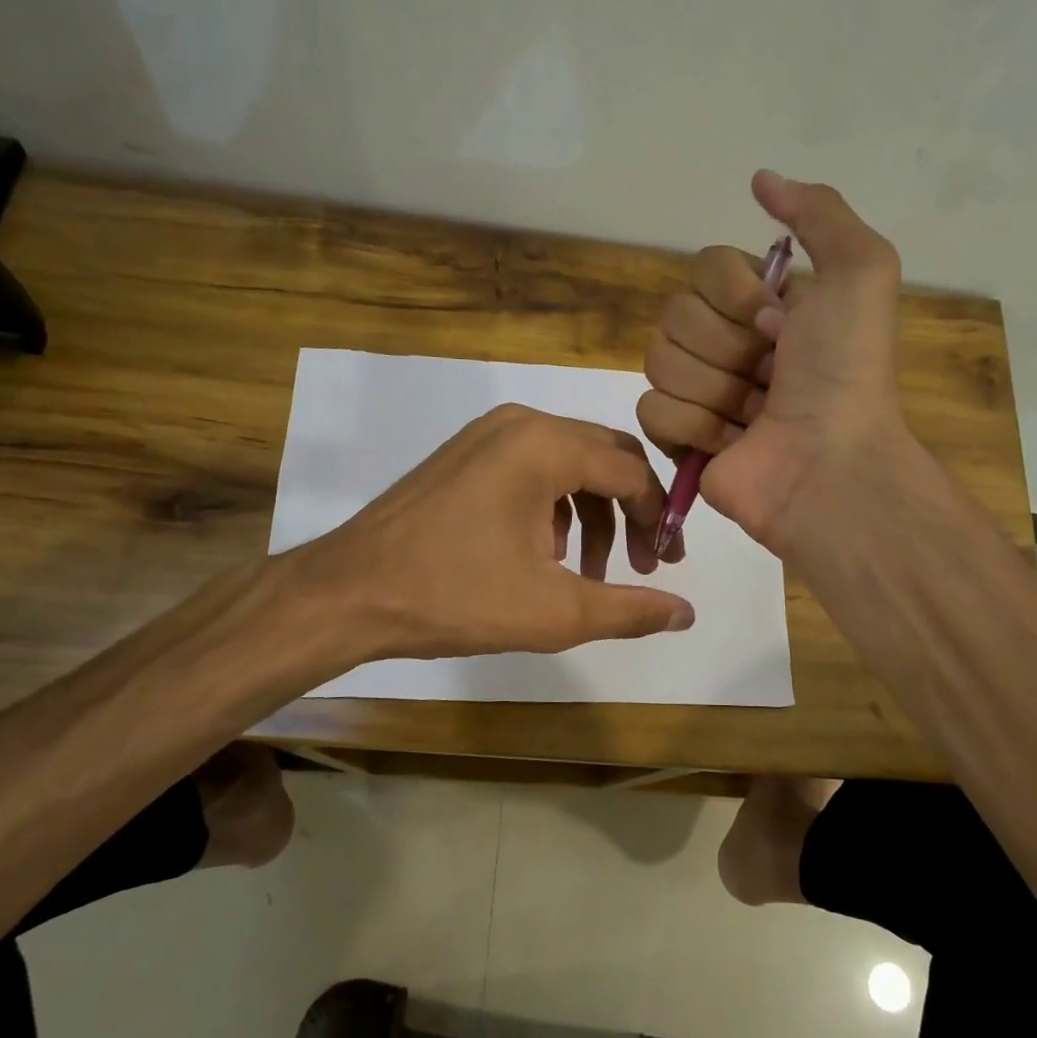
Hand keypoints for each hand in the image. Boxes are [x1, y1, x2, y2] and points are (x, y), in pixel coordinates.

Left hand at [296, 404, 693, 660]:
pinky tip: (542, 556)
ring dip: (591, 515)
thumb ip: (629, 609)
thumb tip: (687, 613)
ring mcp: (486, 435)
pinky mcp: (463, 454)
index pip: (632, 472)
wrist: (349, 593)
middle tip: (642, 565)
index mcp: (545, 446)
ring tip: (587, 573)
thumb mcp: (554, 611)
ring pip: (568, 464)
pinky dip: (553, 508)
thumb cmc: (455, 598)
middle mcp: (520, 423)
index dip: (660, 519)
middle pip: (605, 458)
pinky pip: (532, 469)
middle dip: (630, 512)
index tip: (666, 566)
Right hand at [638, 171, 910, 556]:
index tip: (779, 325)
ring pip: (658, 361)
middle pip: (674, 315)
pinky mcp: (677, 440)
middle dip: (728, 348)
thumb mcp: (860, 271)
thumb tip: (760, 179)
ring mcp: (698, 392)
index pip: (704, 268)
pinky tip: (729, 443)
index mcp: (760, 305)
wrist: (829, 463)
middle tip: (770, 376)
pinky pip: (650, 409)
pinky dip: (692, 427)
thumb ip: (817, 212)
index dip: (736, 295)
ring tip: (754, 416)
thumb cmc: (844, 372)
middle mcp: (725, 343)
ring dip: (715, 390)